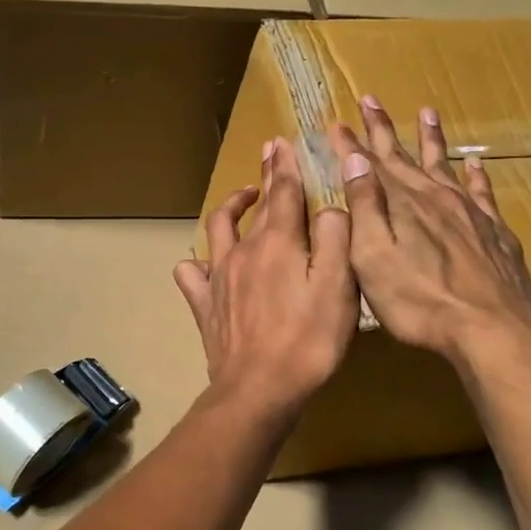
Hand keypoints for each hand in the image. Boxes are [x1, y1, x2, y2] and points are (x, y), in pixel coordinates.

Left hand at [174, 137, 356, 418]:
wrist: (260, 387)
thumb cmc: (309, 339)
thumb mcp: (339, 286)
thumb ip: (336, 238)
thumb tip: (329, 208)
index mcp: (278, 242)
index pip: (283, 192)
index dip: (285, 165)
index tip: (282, 142)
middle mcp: (243, 250)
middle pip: (254, 206)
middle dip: (264, 177)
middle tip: (270, 155)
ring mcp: (219, 277)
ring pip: (217, 229)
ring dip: (230, 208)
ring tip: (242, 199)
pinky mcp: (205, 305)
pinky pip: (191, 274)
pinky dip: (196, 263)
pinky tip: (204, 264)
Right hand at [328, 98, 530, 366]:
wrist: (491, 328)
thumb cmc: (419, 300)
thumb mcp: (373, 256)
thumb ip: (364, 206)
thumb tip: (355, 159)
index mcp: (401, 204)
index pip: (369, 164)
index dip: (351, 142)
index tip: (335, 121)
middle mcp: (435, 198)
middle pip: (405, 156)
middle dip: (384, 129)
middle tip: (370, 99)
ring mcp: (470, 213)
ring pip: (445, 165)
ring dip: (432, 139)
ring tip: (427, 112)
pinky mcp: (495, 232)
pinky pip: (483, 192)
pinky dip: (476, 175)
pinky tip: (475, 164)